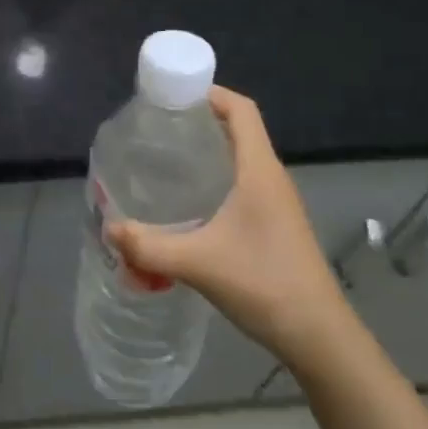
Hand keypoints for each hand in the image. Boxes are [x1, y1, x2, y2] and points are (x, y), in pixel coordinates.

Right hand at [108, 85, 352, 368]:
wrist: (319, 336)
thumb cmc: (264, 283)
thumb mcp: (199, 263)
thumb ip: (150, 247)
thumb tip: (108, 229)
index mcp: (260, 170)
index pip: (242, 109)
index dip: (212, 92)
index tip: (175, 94)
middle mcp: (271, 178)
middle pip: (240, 129)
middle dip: (201, 120)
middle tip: (160, 127)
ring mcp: (277, 203)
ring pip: (242, 159)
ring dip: (210, 151)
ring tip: (168, 159)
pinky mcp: (276, 225)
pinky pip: (244, 184)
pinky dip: (218, 179)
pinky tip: (192, 204)